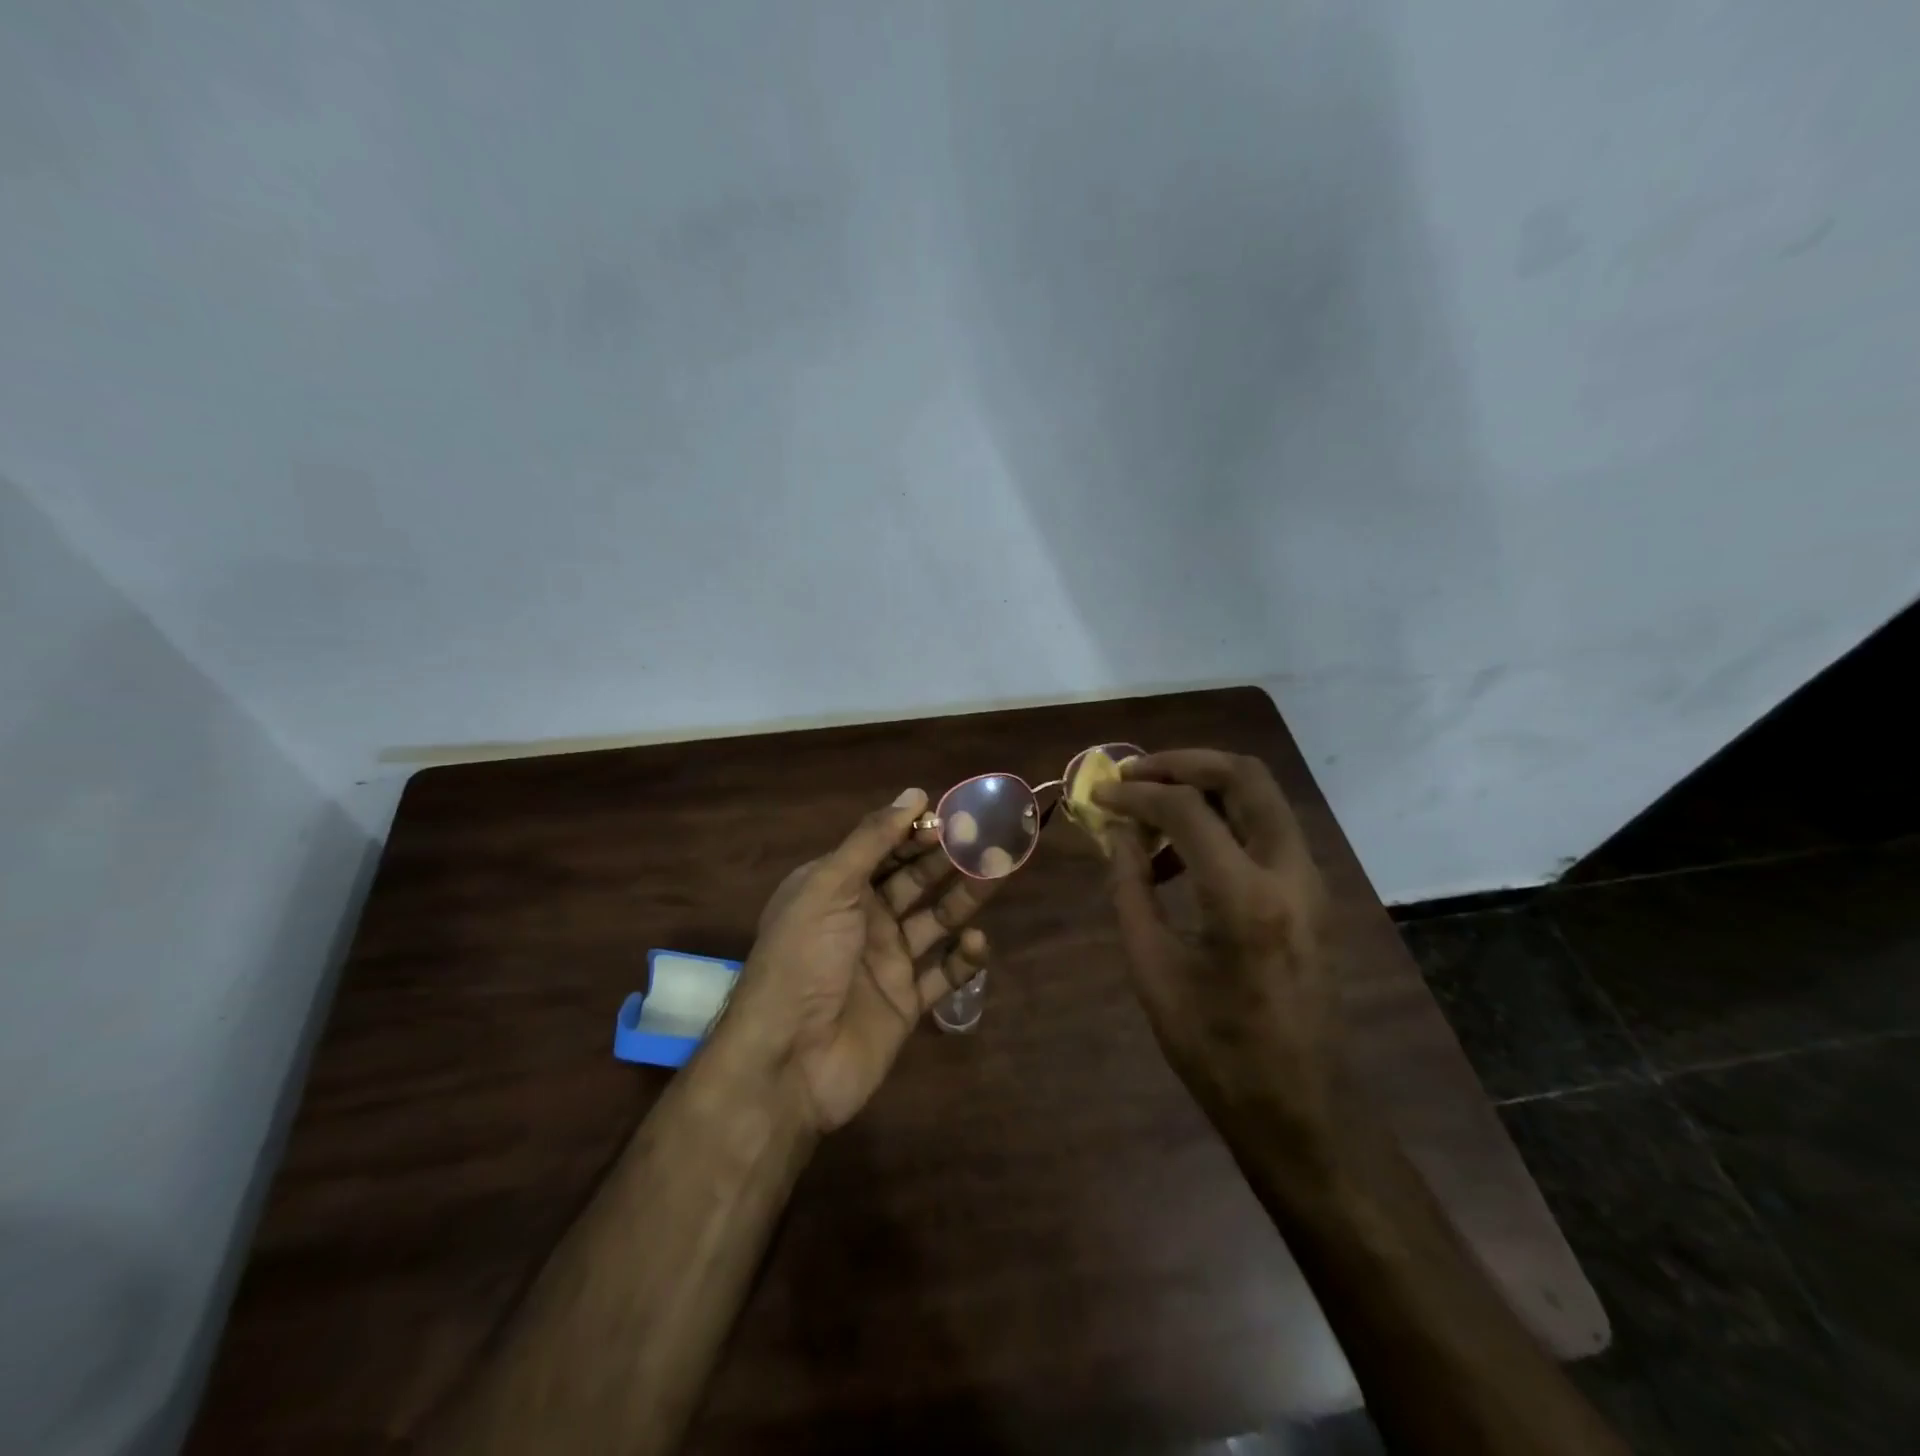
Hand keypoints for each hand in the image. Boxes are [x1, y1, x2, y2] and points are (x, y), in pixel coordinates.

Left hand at [712, 789, 995, 1133]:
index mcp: (836, 887)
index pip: (884, 848)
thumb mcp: (829, 886)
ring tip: (998, 874)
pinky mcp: (906, 1001)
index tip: (955, 816)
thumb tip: (915, 793)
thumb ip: (872, 839)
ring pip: (936, 920)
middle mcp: (863, 918)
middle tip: (989, 839)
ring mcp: (886, 961)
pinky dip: (963, 958)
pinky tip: (976, 943)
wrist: (789, 1060)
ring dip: (965, 898)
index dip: (917, 831)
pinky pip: (943, 973)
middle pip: (915, 879)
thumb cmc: (804, 959)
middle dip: (948, 859)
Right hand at [1094, 750, 1337, 1148]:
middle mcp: (1289, 872)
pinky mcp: (1312, 893)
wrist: (1300, 1107)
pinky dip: (1222, 820)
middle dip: (1182, 762)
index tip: (1099, 795)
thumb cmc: (1215, 1049)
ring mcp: (1310, 880)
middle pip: (1244, 775)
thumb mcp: (1153, 968)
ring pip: (1261, 796)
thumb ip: (1130, 888)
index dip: (1136, 794)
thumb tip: (1117, 832)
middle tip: (1134, 774)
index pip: (1186, 809)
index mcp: (1245, 898)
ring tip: (1150, 810)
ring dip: (1204, 786)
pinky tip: (1180, 859)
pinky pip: (1265, 830)